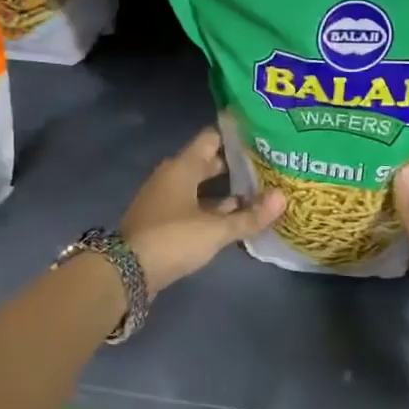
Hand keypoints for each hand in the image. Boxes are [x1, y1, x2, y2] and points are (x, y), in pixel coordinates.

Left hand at [123, 127, 284, 291]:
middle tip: (267, 167)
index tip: (261, 137)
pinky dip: (212, 209)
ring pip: (200, 187)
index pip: (212, 138)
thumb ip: (249, 216)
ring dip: (225, 191)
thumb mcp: (216, 229)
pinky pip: (193, 206)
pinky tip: (234, 219)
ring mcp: (164, 200)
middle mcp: (171, 177)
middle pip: (207, 163)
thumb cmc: (172, 239)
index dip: (236, 136)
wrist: (126, 272)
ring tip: (258, 194)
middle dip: (235, 166)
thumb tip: (283, 198)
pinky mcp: (162, 221)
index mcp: (182, 167)